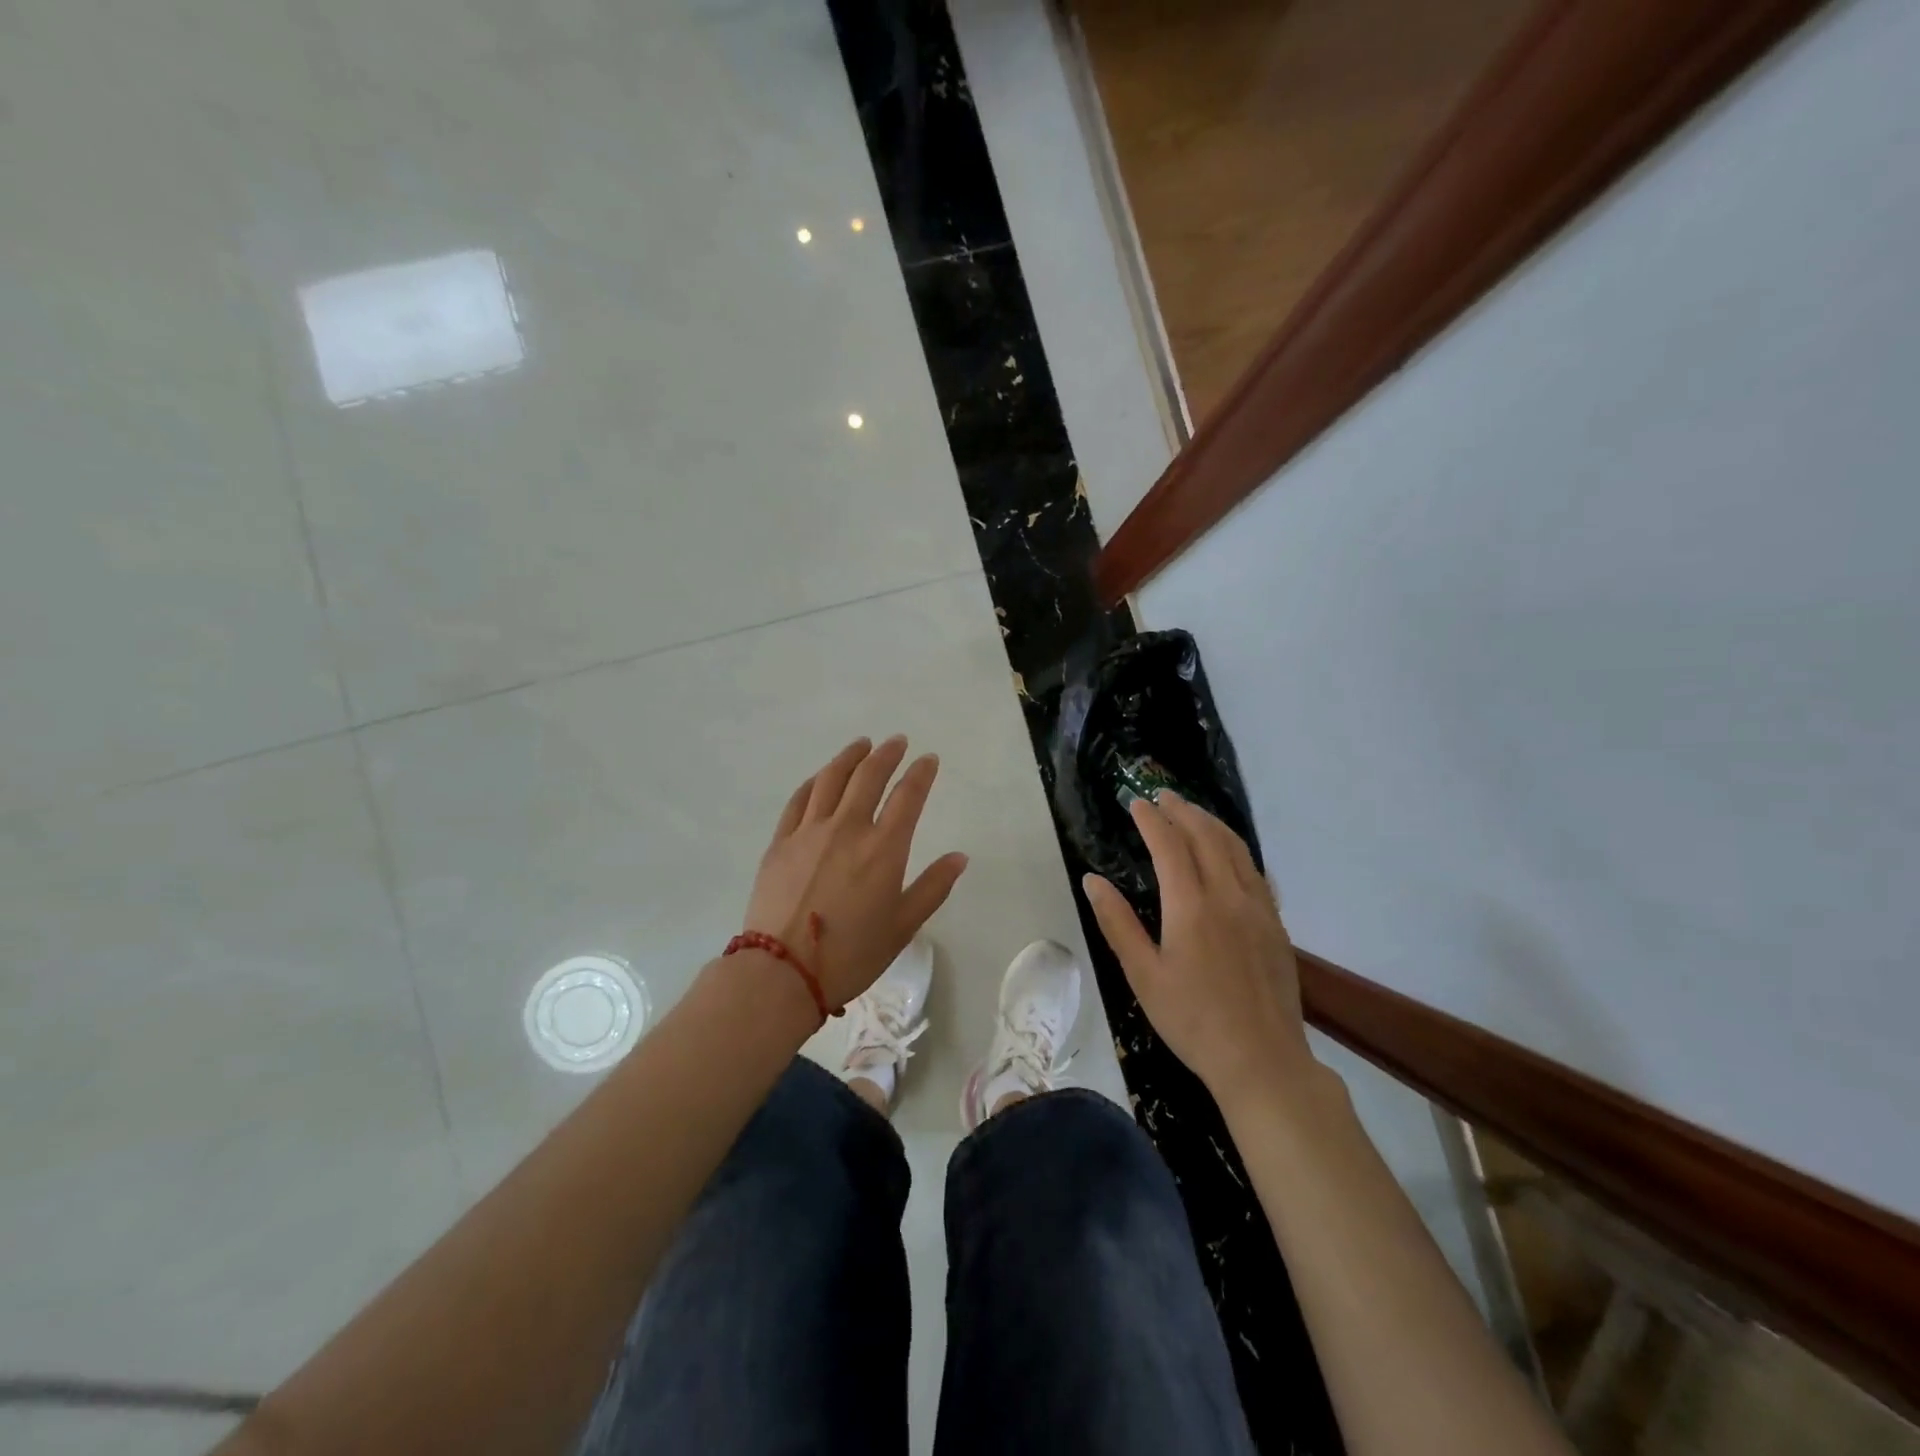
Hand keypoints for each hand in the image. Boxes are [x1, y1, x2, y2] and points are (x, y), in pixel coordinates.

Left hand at [744, 736, 968, 1008]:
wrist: (782, 972)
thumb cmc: (851, 955)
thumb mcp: (903, 927)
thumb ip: (933, 888)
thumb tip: (959, 857)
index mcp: (883, 848)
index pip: (908, 796)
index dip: (921, 773)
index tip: (928, 759)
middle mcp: (847, 829)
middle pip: (869, 777)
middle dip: (886, 754)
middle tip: (896, 742)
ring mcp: (809, 832)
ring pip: (831, 779)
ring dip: (850, 757)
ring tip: (861, 745)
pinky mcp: (780, 842)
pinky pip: (799, 799)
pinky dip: (815, 781)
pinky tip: (822, 777)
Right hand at [1083, 793, 1311, 1112]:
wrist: (1262, 1060)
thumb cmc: (1192, 1020)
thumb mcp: (1143, 975)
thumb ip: (1117, 923)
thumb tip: (1092, 880)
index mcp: (1190, 906)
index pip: (1169, 844)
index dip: (1151, 819)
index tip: (1136, 803)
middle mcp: (1227, 895)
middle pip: (1205, 836)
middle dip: (1181, 810)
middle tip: (1161, 795)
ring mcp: (1258, 907)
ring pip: (1235, 848)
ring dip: (1210, 823)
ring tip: (1191, 812)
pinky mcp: (1275, 923)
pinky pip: (1255, 869)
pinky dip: (1236, 847)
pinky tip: (1229, 852)